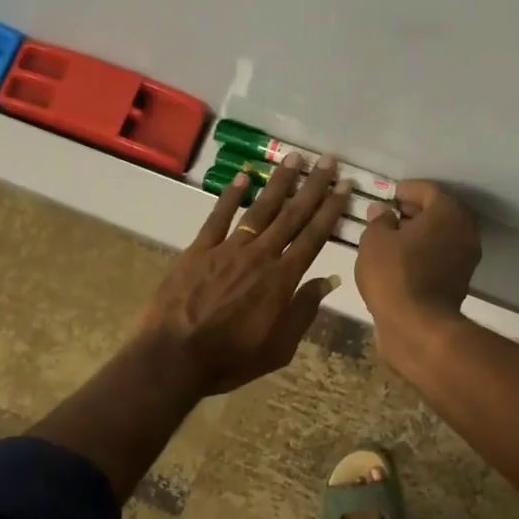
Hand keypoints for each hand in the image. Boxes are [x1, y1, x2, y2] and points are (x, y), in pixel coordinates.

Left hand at [138, 154, 353, 395]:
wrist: (174, 357)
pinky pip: (218, 217)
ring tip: (294, 158)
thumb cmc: (230, 359)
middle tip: (328, 161)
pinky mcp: (199, 250)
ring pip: (259, 209)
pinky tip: (242, 176)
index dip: (331, 210)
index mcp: (282, 280)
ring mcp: (228, 249)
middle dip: (312, 187)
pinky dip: (230, 195)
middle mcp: (260, 256)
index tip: (344, 187)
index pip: (313, 237)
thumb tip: (327, 281)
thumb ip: (303, 311)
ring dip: (278, 183)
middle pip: (291, 215)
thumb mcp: (278, 348)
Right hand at [355, 180, 481, 373]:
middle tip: (390, 214)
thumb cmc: (394, 274)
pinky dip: (424, 253)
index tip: (389, 194)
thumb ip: (378, 220)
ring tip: (392, 239)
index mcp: (448, 212)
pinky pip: (440, 256)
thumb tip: (382, 211)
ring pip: (441, 236)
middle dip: (415, 211)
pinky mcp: (460, 281)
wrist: (417, 325)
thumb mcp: (374, 240)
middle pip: (439, 212)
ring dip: (420, 234)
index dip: (406, 190)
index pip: (427, 190)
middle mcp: (464, 230)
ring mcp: (466, 258)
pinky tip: (402, 260)